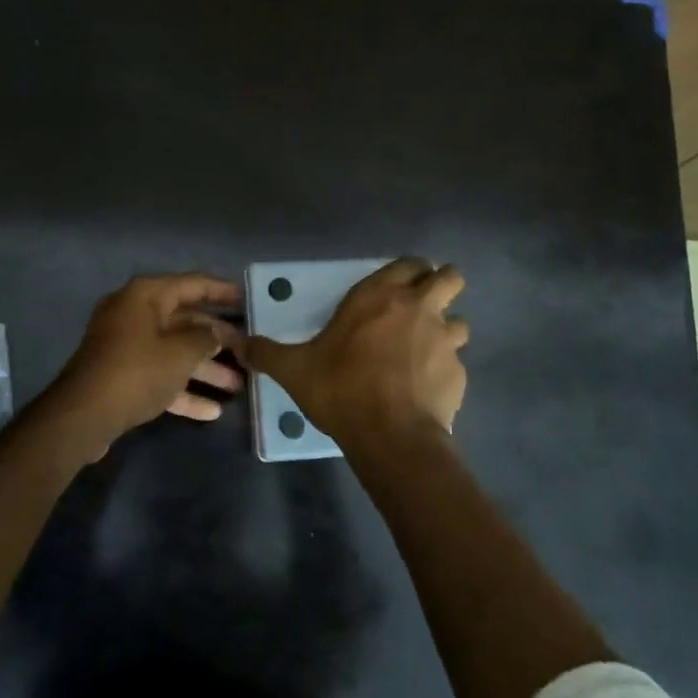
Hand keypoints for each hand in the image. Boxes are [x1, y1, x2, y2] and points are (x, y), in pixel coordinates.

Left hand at [49, 273, 243, 444]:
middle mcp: (134, 314)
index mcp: (145, 296)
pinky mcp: (122, 375)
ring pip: (174, 351)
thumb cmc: (137, 371)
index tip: (248, 298)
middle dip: (217, 340)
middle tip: (247, 351)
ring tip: (237, 386)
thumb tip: (214, 335)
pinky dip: (183, 390)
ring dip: (205, 369)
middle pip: (185, 321)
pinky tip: (211, 411)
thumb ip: (205, 339)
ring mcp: (126, 346)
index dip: (222, 290)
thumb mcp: (181, 353)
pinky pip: (159, 375)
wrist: (83, 415)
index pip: (193, 284)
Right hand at [239, 258, 467, 445]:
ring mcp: (444, 338)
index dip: (409, 271)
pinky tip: (426, 388)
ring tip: (426, 349)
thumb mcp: (294, 370)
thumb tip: (238, 345)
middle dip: (440, 286)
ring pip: (460, 319)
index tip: (398, 287)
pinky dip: (445, 369)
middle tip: (421, 307)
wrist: (390, 435)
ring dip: (447, 329)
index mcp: (379, 295)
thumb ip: (267, 353)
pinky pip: (457, 361)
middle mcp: (418, 307)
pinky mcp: (459, 371)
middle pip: (450, 276)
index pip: (410, 262)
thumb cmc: (341, 389)